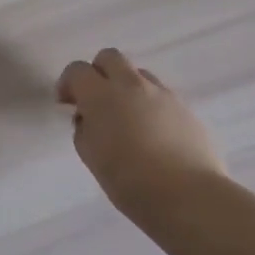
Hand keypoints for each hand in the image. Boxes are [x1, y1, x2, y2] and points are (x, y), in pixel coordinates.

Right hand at [56, 48, 227, 221]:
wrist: (188, 196)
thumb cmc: (129, 180)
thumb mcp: (91, 156)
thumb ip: (84, 129)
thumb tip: (89, 118)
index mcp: (101, 95)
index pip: (77, 70)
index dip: (68, 83)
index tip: (66, 104)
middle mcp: (132, 85)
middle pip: (110, 57)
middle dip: (98, 72)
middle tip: (96, 101)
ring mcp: (163, 94)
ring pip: (139, 74)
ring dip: (127, 87)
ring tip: (128, 119)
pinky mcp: (186, 108)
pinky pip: (162, 96)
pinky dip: (151, 106)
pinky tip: (154, 135)